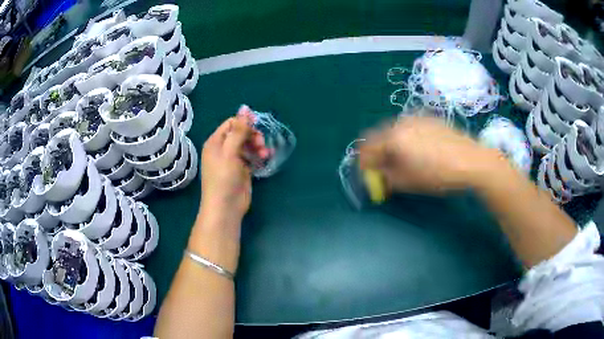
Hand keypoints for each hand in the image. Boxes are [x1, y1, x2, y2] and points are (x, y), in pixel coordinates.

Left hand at [200, 106, 268, 228]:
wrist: (226, 207)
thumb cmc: (224, 178)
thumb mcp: (230, 152)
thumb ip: (238, 130)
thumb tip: (245, 107)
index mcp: (215, 142)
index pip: (231, 124)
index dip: (244, 123)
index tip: (257, 127)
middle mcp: (223, 149)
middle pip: (241, 134)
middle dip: (253, 136)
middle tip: (261, 143)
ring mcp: (233, 160)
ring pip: (248, 145)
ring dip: (258, 147)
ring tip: (265, 154)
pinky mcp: (242, 170)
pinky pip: (252, 157)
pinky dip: (259, 156)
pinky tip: (266, 159)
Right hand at [359, 115, 502, 194]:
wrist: (471, 161)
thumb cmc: (438, 175)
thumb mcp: (408, 182)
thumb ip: (386, 178)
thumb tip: (376, 176)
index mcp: (393, 138)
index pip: (367, 147)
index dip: (363, 162)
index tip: (368, 174)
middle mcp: (401, 122)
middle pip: (379, 135)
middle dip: (377, 152)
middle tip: (384, 167)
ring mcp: (416, 118)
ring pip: (394, 129)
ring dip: (391, 143)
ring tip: (403, 159)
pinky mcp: (429, 118)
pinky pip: (409, 126)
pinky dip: (406, 137)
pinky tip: (419, 149)